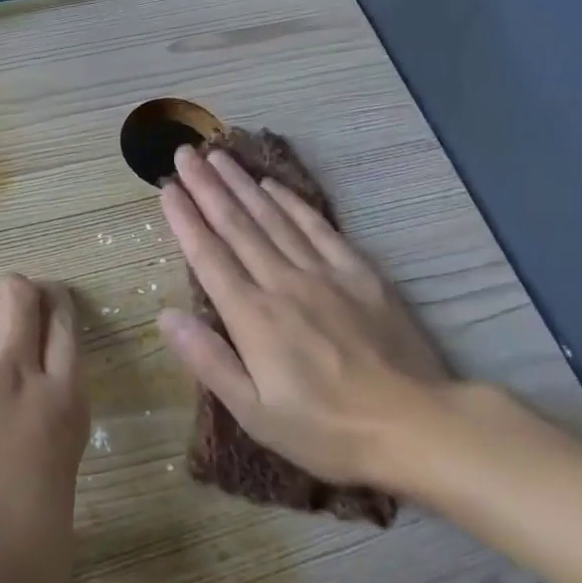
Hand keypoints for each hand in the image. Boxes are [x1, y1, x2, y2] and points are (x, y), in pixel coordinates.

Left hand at [0, 276, 87, 582]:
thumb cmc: (19, 565)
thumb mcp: (55, 542)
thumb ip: (51, 551)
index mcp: (63, 407)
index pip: (66, 332)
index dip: (60, 306)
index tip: (54, 298)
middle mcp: (16, 377)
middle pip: (22, 303)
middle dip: (20, 290)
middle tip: (14, 293)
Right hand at [156, 144, 461, 494]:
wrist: (416, 425)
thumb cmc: (327, 429)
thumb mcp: (255, 413)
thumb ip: (209, 360)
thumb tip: (165, 316)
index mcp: (252, 317)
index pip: (209, 256)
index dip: (185, 220)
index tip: (167, 188)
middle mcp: (282, 283)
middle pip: (237, 226)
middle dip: (207, 187)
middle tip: (185, 153)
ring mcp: (323, 273)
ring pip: (273, 218)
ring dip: (243, 185)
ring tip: (219, 157)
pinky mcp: (359, 273)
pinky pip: (318, 227)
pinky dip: (292, 203)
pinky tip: (274, 186)